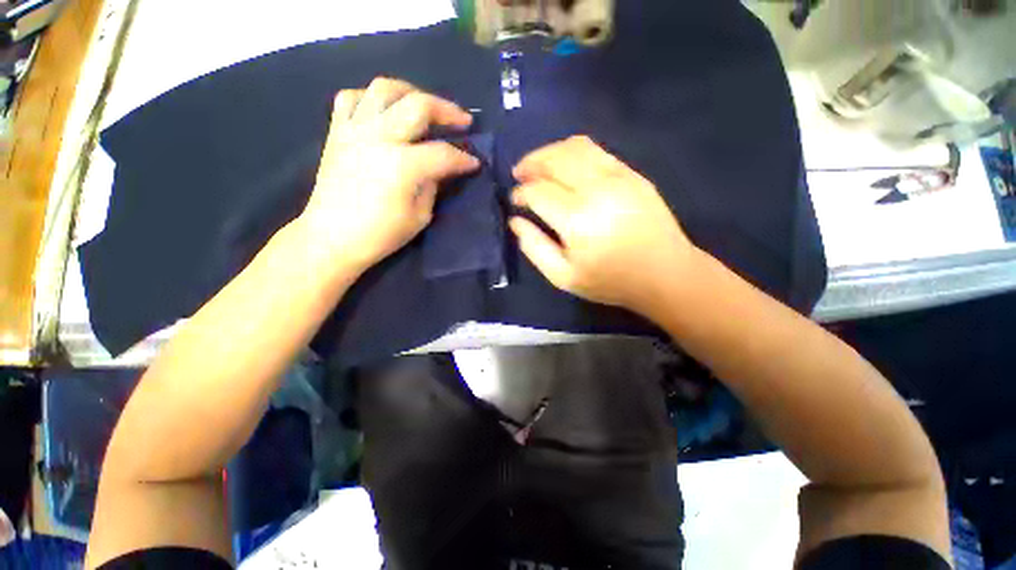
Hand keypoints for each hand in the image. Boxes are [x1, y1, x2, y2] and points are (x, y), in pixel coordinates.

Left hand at [298, 78, 480, 273]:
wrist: (331, 238)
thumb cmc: (380, 235)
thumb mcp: (419, 216)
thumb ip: (433, 185)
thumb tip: (440, 167)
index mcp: (402, 166)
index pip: (443, 153)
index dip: (464, 158)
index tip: (475, 163)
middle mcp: (378, 138)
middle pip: (418, 105)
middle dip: (447, 110)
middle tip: (463, 121)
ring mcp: (354, 130)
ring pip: (384, 89)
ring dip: (412, 93)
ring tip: (425, 107)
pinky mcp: (337, 132)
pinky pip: (352, 98)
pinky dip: (371, 98)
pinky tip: (384, 112)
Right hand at [510, 136, 697, 314]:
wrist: (664, 273)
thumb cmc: (610, 281)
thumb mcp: (563, 277)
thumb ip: (534, 248)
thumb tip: (516, 221)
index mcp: (576, 218)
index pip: (538, 191)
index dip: (521, 193)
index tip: (515, 200)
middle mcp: (596, 189)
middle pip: (555, 159)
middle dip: (531, 163)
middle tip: (519, 174)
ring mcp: (618, 176)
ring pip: (575, 147)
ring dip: (550, 152)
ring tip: (539, 165)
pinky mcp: (633, 174)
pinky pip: (597, 151)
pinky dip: (574, 153)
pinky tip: (567, 167)